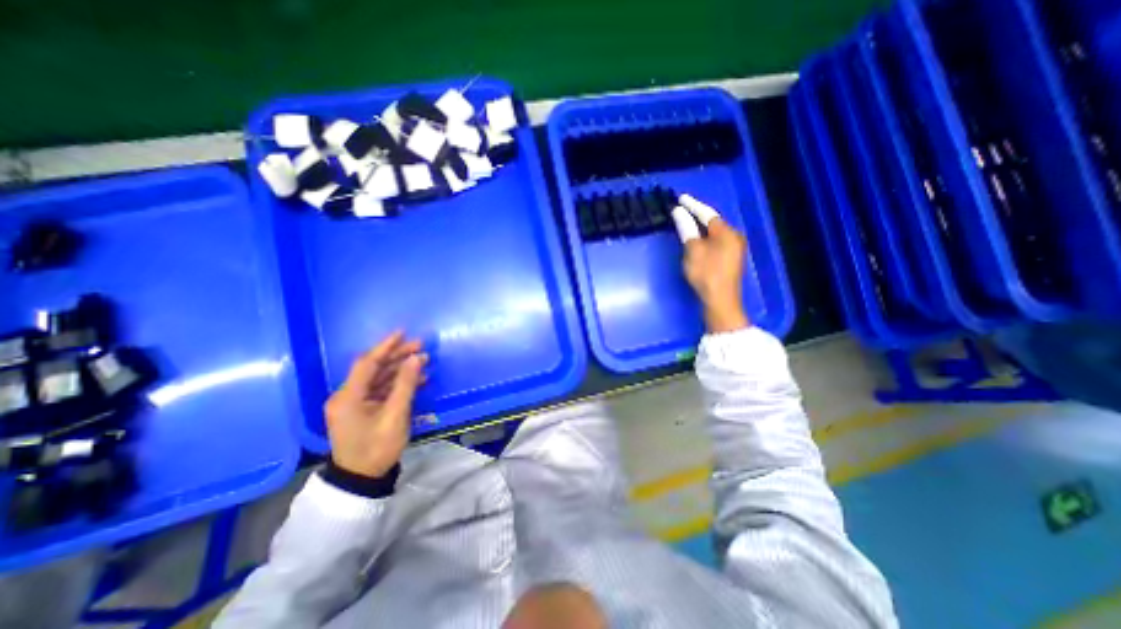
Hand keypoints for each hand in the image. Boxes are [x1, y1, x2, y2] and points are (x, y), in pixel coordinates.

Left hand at [329, 335, 429, 475]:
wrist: (362, 479)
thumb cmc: (377, 447)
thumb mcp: (395, 415)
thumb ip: (406, 384)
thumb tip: (416, 358)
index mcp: (348, 397)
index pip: (367, 363)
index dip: (385, 346)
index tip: (403, 333)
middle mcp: (347, 396)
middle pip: (374, 368)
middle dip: (397, 356)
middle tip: (420, 346)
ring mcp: (354, 403)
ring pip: (379, 378)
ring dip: (400, 369)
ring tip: (423, 361)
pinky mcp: (362, 410)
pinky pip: (381, 390)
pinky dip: (398, 383)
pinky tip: (417, 379)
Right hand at [668, 193, 747, 333]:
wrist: (720, 300)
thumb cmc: (706, 274)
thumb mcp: (693, 251)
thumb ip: (686, 229)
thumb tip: (678, 212)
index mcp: (726, 233)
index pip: (707, 214)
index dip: (693, 205)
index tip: (680, 198)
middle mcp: (734, 237)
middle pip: (713, 222)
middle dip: (697, 215)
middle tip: (682, 209)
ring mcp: (734, 249)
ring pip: (715, 232)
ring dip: (701, 227)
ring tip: (687, 221)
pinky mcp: (730, 259)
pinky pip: (716, 241)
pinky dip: (705, 238)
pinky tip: (697, 239)